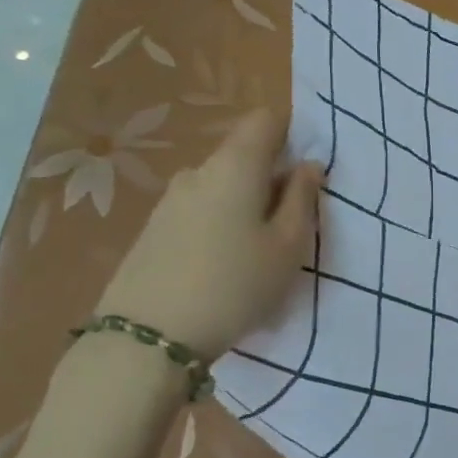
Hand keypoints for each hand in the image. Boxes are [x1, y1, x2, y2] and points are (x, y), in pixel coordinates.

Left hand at [94, 108, 322, 355]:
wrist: (149, 337)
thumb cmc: (236, 284)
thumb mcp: (288, 246)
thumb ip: (302, 199)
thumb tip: (308, 166)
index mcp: (235, 165)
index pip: (265, 120)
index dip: (291, 136)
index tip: (306, 174)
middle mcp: (198, 171)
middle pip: (243, 155)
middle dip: (271, 179)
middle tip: (289, 226)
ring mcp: (170, 200)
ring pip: (222, 187)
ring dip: (245, 206)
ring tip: (256, 254)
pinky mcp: (153, 229)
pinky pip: (200, 211)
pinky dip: (220, 226)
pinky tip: (223, 268)